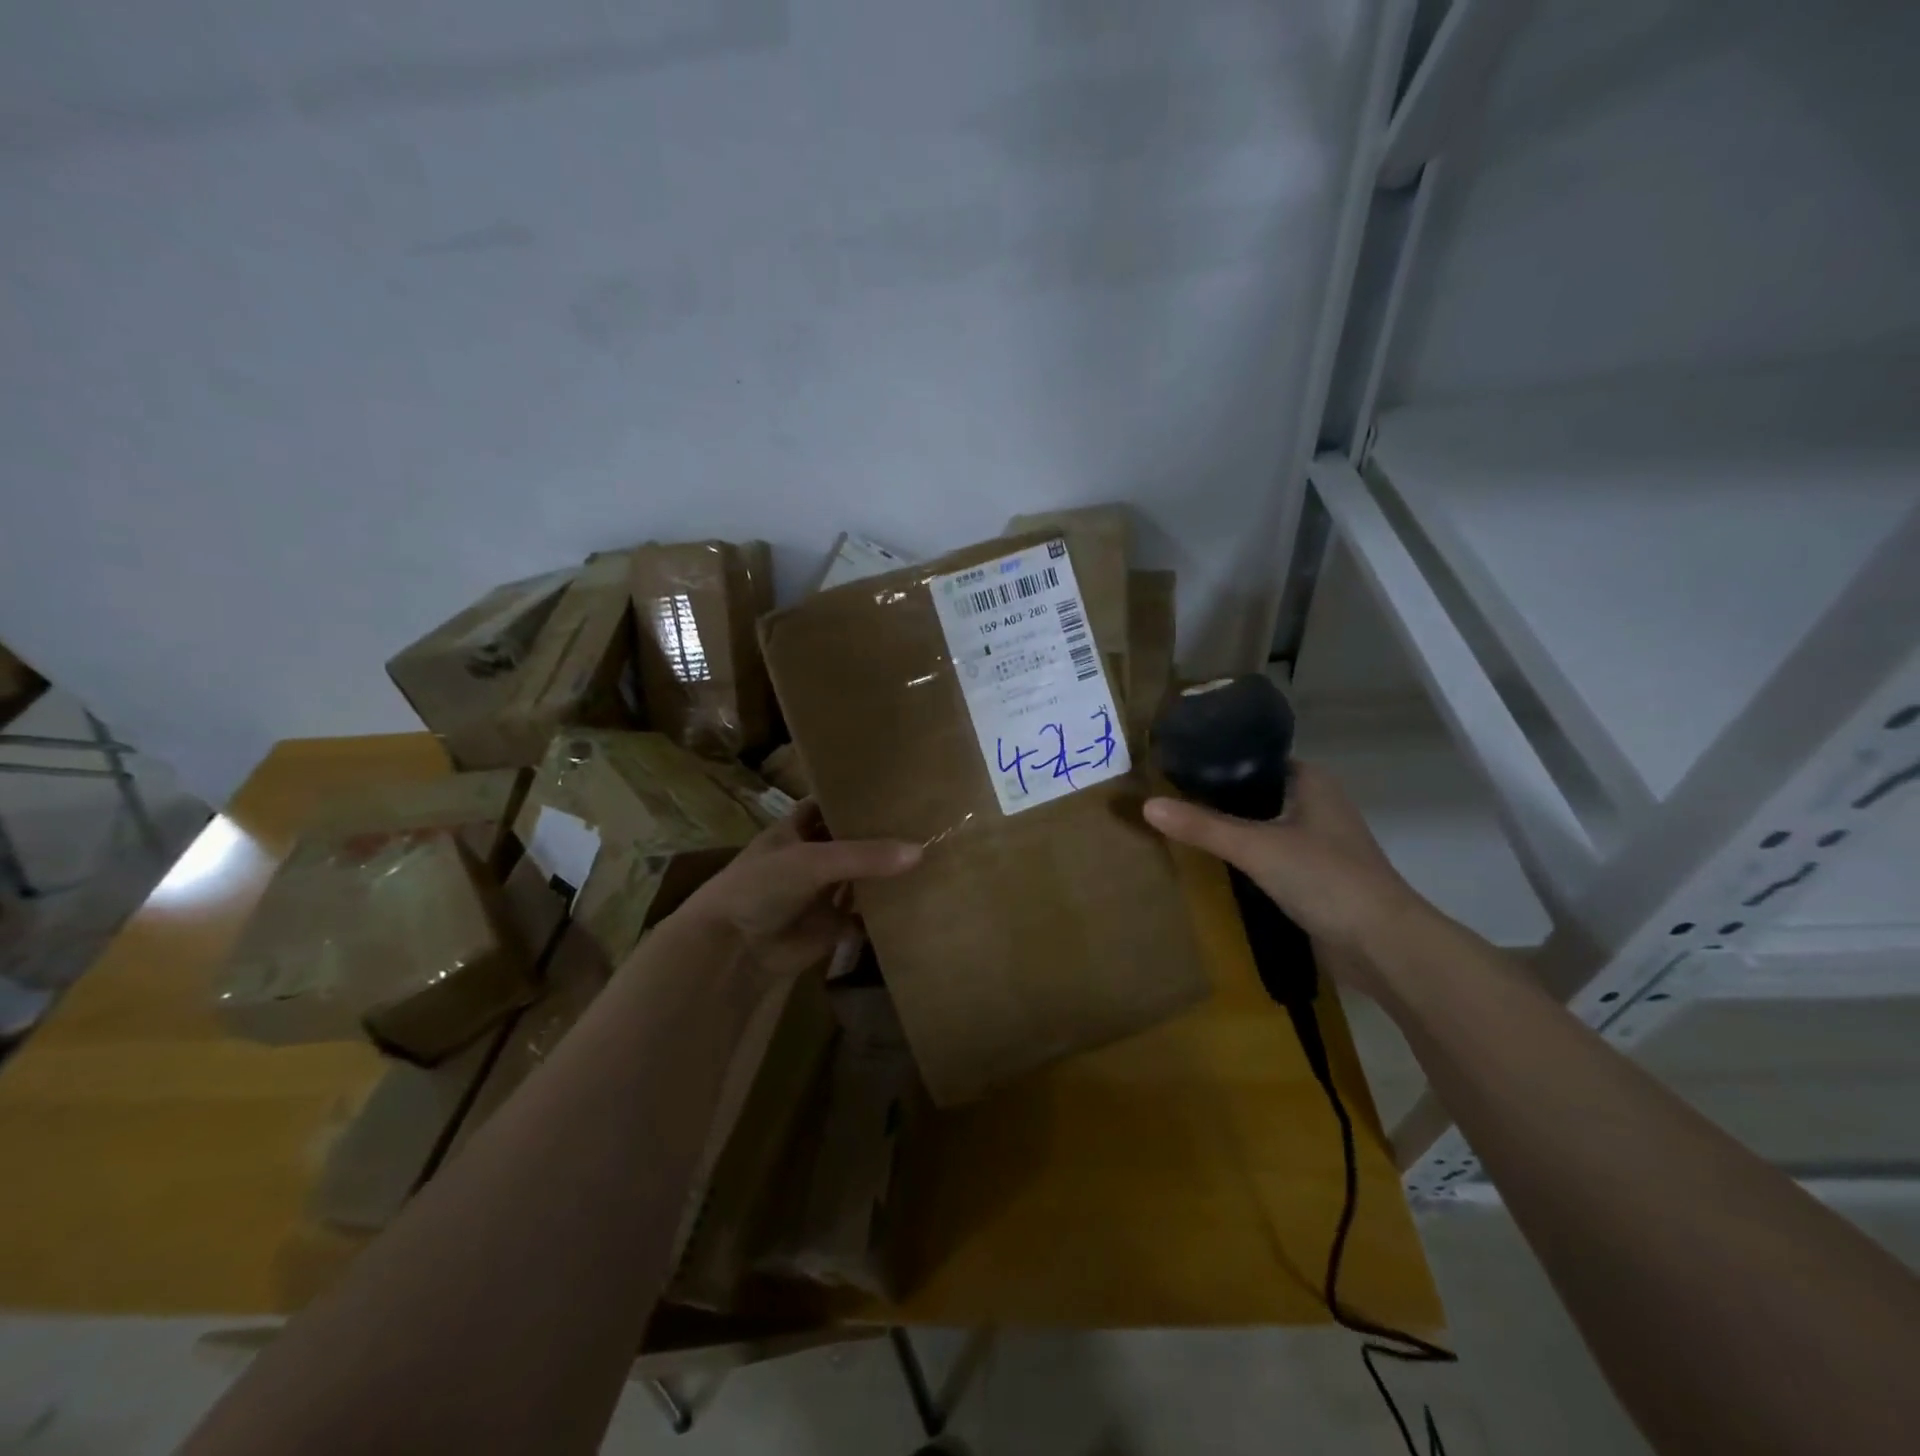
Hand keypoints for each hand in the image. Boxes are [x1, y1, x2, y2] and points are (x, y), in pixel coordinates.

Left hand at [670, 799, 920, 986]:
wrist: (732, 949)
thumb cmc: (762, 887)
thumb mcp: (812, 861)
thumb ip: (864, 855)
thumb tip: (921, 851)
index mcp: (799, 828)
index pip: (833, 803)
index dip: (859, 796)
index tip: (900, 786)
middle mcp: (814, 855)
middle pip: (854, 841)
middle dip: (884, 834)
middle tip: (931, 821)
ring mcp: (824, 891)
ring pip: (864, 878)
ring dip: (889, 872)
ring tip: (937, 854)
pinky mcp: (834, 925)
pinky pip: (867, 915)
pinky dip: (887, 911)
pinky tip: (921, 899)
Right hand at [1143, 762, 1429, 990]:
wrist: (1382, 945)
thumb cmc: (1325, 878)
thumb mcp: (1256, 847)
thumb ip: (1202, 826)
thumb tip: (1146, 805)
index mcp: (1311, 781)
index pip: (1254, 757)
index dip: (1216, 760)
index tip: (1174, 766)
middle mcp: (1316, 803)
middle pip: (1255, 792)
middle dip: (1216, 797)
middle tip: (1168, 798)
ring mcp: (1318, 842)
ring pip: (1262, 824)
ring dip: (1230, 827)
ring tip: (1181, 825)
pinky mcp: (1314, 876)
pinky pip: (1269, 854)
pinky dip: (1244, 856)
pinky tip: (1214, 862)